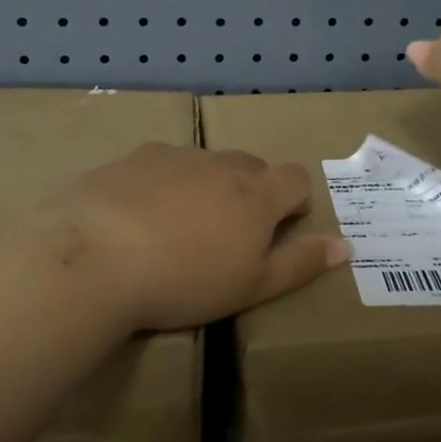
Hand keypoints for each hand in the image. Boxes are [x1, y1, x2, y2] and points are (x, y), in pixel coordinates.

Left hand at [37, 143, 349, 331]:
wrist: (95, 258)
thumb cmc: (184, 281)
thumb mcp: (251, 286)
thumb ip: (300, 263)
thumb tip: (345, 246)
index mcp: (257, 193)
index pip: (296, 178)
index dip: (295, 201)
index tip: (280, 229)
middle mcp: (220, 163)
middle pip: (252, 166)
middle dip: (251, 192)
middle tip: (229, 235)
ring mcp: (174, 155)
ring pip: (205, 164)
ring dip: (206, 187)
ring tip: (179, 228)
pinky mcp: (132, 158)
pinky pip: (161, 165)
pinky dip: (163, 184)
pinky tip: (138, 217)